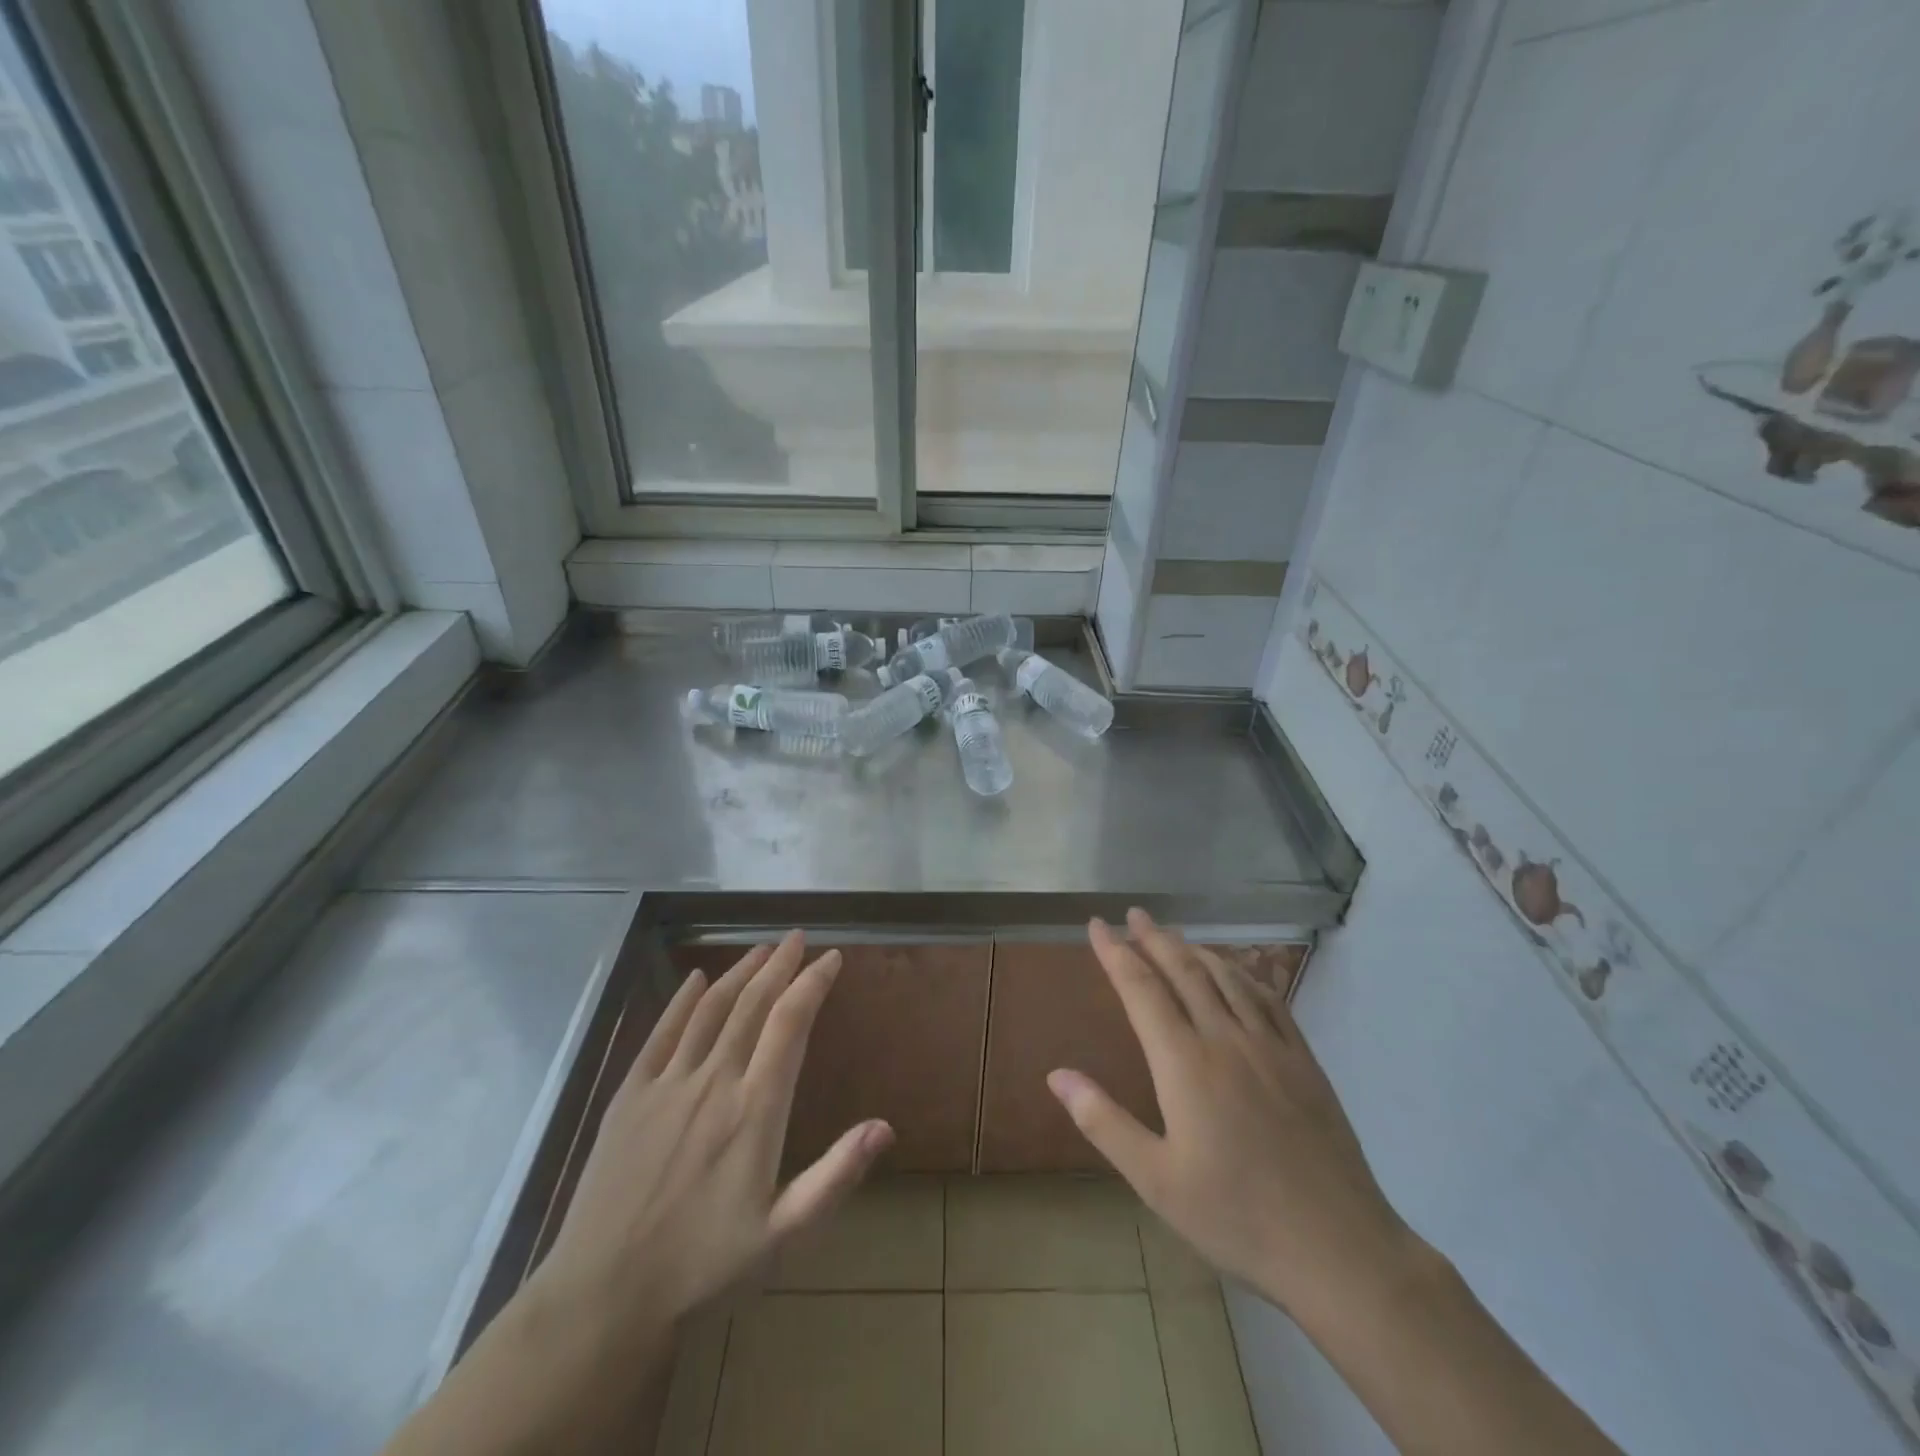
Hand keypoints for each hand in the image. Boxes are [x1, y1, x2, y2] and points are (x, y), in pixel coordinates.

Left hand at [532, 932, 894, 1341]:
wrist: (603, 1298)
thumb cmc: (703, 1267)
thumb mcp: (783, 1235)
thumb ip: (836, 1176)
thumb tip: (885, 1126)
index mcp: (755, 1110)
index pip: (791, 1024)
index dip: (813, 983)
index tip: (832, 958)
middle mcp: (714, 1082)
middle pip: (752, 1004)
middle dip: (780, 965)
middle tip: (798, 938)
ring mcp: (668, 1084)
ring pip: (710, 1009)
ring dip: (739, 973)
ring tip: (761, 950)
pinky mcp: (630, 1095)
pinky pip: (661, 1033)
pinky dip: (682, 1000)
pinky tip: (696, 979)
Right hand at [1048, 909, 1420, 1324]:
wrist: (1338, 1248)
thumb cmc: (1236, 1217)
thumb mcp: (1155, 1180)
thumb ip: (1103, 1121)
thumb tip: (1056, 1075)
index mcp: (1184, 1063)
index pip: (1141, 989)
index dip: (1115, 953)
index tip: (1097, 925)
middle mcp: (1225, 1039)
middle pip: (1184, 970)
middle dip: (1154, 938)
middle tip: (1134, 914)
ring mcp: (1271, 1046)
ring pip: (1226, 978)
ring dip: (1195, 949)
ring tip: (1174, 936)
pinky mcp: (1304, 1061)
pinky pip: (1268, 999)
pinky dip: (1243, 974)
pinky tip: (1236, 973)